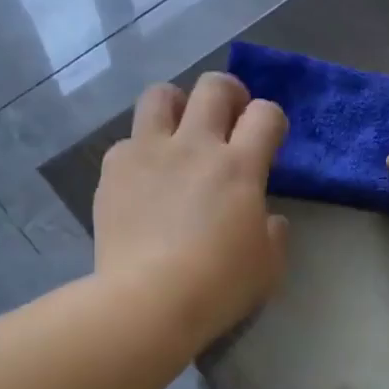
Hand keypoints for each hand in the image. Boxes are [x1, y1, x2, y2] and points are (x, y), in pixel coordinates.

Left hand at [94, 74, 289, 347]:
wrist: (148, 301)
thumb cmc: (219, 286)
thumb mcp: (268, 266)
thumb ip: (274, 233)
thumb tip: (267, 217)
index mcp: (240, 166)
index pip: (265, 114)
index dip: (272, 120)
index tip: (269, 139)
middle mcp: (195, 145)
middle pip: (214, 87)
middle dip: (229, 94)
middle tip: (230, 119)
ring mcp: (149, 152)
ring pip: (161, 95)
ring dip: (177, 106)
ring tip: (179, 132)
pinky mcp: (114, 170)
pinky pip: (128, 141)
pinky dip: (141, 151)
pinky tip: (145, 179)